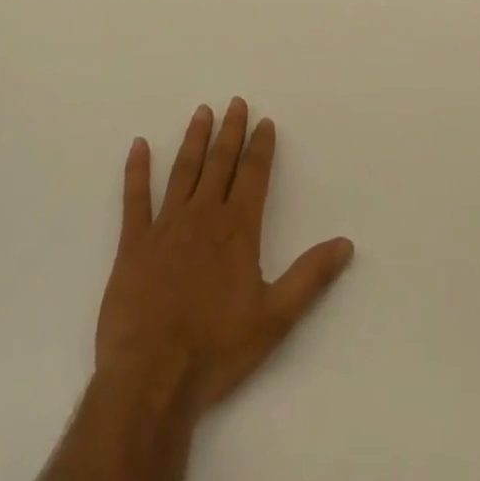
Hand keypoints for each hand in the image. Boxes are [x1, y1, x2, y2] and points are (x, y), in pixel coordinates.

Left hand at [95, 98, 355, 419]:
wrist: (152, 378)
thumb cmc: (217, 350)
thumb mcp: (275, 318)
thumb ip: (310, 277)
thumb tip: (346, 244)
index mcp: (237, 229)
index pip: (253, 175)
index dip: (260, 147)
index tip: (264, 121)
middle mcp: (203, 216)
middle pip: (220, 163)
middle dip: (230, 131)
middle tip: (236, 102)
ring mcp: (166, 226)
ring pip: (183, 171)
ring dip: (194, 140)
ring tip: (202, 112)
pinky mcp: (133, 244)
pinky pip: (134, 198)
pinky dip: (136, 170)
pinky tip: (138, 145)